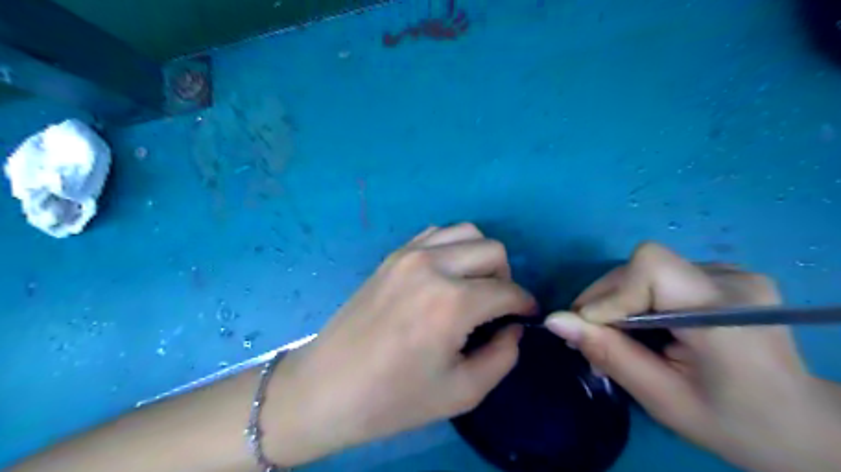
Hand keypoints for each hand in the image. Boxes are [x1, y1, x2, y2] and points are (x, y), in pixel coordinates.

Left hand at [265, 223, 534, 466]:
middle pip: (493, 250)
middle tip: (499, 307)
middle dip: (506, 278)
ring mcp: (409, 254)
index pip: (508, 290)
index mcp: (452, 302)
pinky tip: (447, 273)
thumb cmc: (394, 398)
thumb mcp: (462, 391)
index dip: (525, 305)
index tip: (527, 317)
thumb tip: (514, 327)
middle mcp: (433, 266)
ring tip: (474, 286)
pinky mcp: (393, 255)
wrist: (327, 386)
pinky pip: (436, 234)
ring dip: (481, 257)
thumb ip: (503, 356)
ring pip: (467, 232)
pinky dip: (453, 247)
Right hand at [546, 243, 840, 470]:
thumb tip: (554, 321)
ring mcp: (733, 273)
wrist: (802, 426)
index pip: (650, 267)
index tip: (589, 330)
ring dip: (620, 299)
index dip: (610, 293)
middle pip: (643, 266)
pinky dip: (640, 297)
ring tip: (617, 335)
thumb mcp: (663, 398)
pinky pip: (663, 275)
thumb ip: (608, 354)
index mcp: (724, 314)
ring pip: (648, 269)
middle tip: (589, 337)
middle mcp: (732, 280)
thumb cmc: (734, 423)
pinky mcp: (726, 275)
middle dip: (606, 299)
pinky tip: (645, 325)